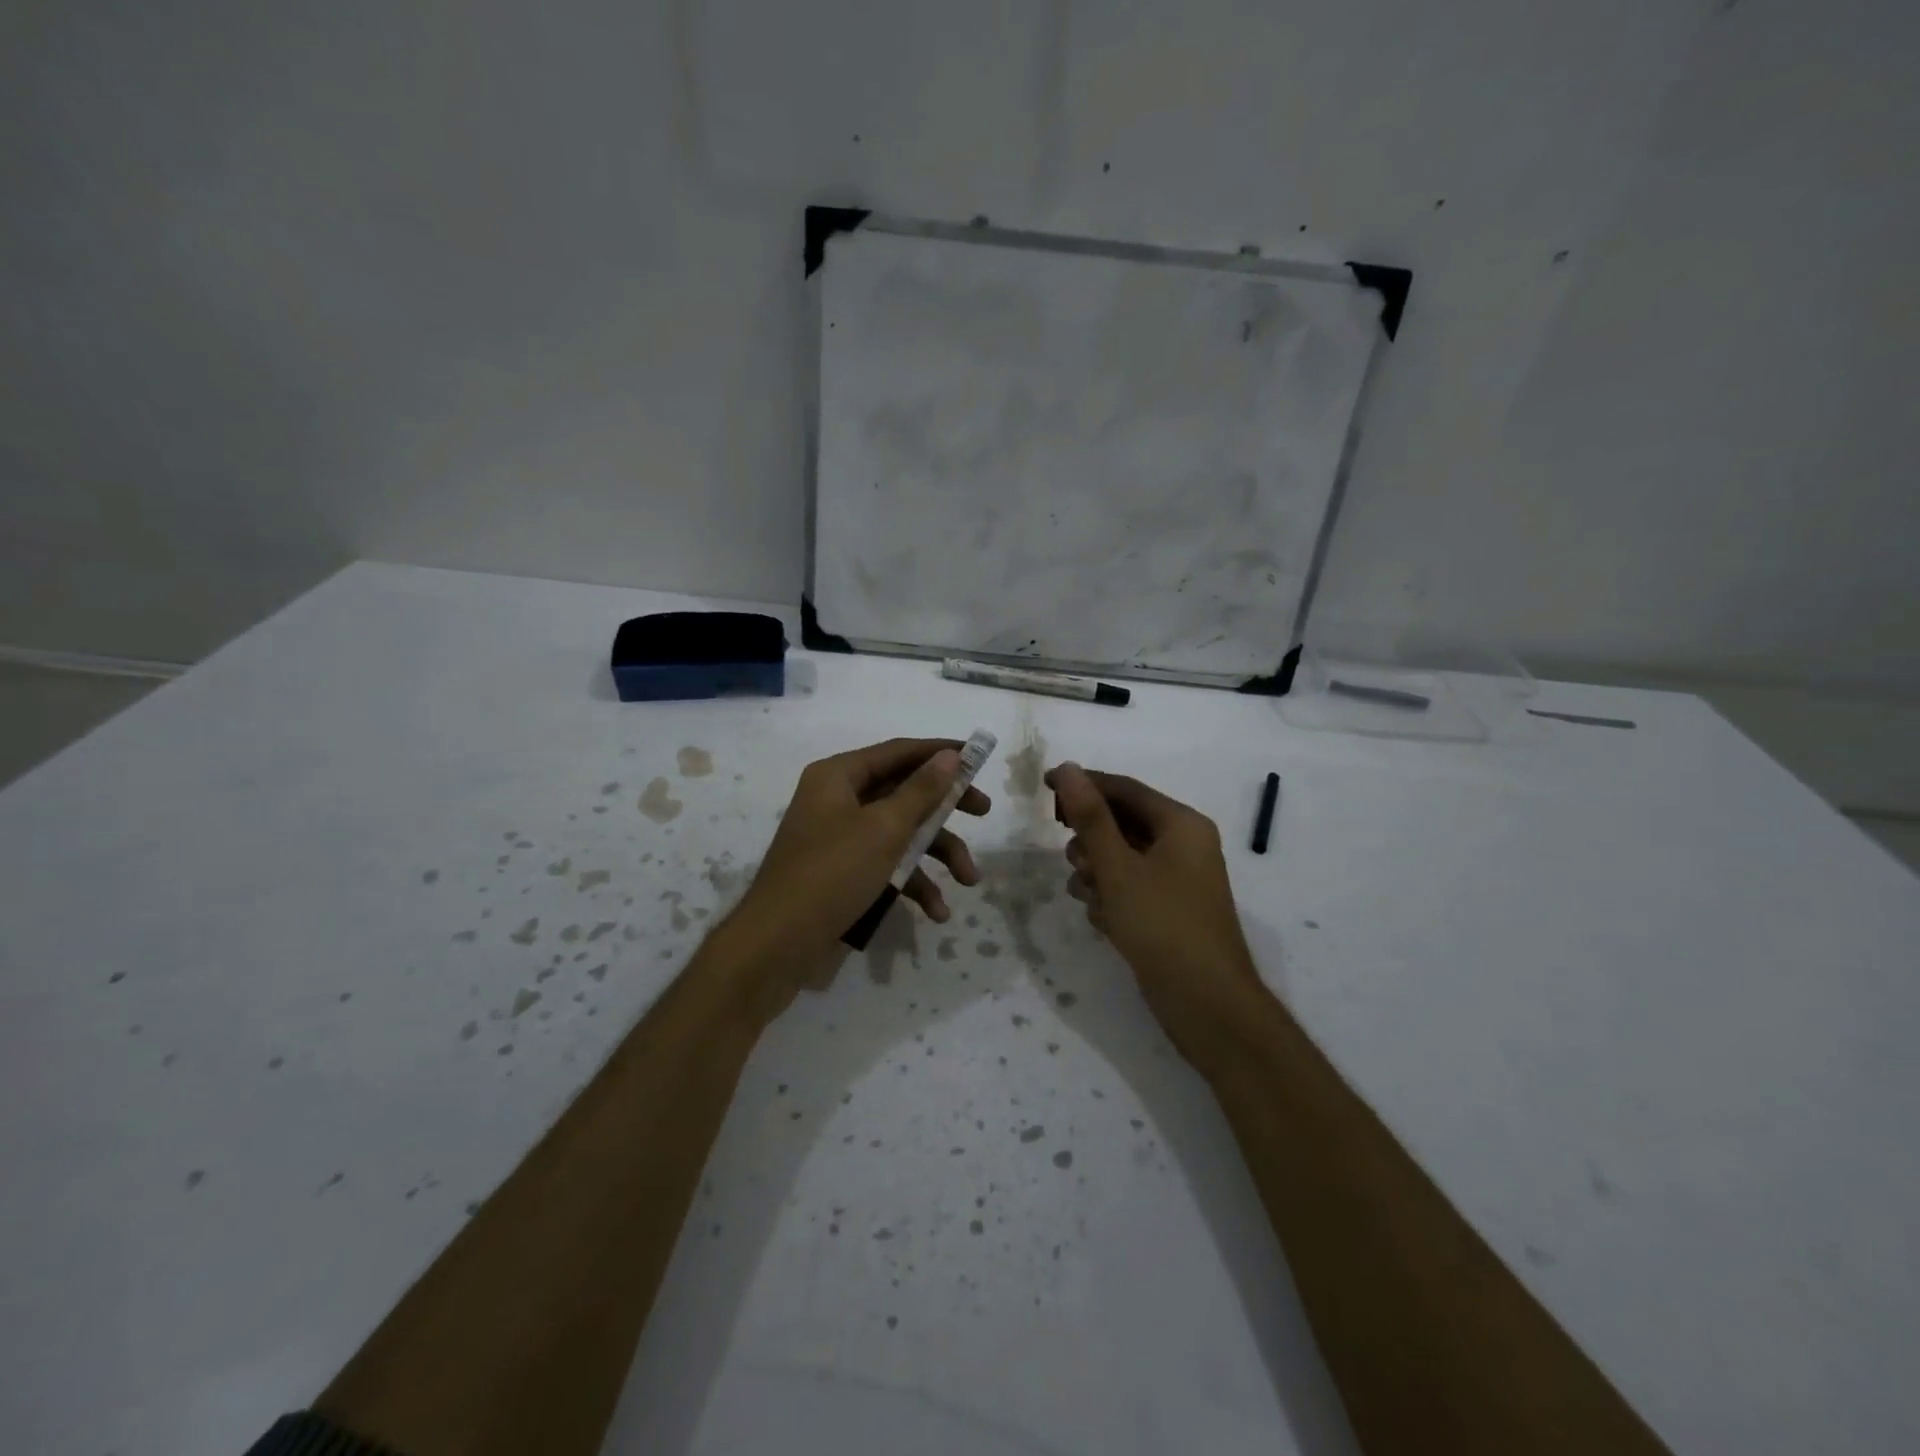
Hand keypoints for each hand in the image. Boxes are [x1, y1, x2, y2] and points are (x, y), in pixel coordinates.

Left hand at [720, 739, 989, 1009]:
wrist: (776, 947)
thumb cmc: (832, 874)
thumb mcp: (884, 829)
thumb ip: (921, 791)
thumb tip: (949, 756)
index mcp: (838, 776)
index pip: (899, 751)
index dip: (941, 753)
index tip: (978, 758)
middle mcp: (837, 799)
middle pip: (903, 792)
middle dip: (945, 808)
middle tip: (984, 812)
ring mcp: (838, 837)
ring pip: (899, 832)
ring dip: (936, 855)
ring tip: (969, 880)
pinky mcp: (842, 872)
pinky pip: (885, 864)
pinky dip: (912, 882)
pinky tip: (935, 911)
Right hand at [1045, 763, 1265, 1064]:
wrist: (1207, 1005)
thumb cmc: (1162, 925)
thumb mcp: (1118, 868)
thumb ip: (1091, 817)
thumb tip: (1068, 768)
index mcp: (1181, 824)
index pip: (1124, 788)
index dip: (1083, 784)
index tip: (1043, 786)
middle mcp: (1183, 845)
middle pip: (1121, 823)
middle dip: (1090, 840)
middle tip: (1074, 861)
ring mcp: (1178, 879)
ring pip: (1121, 857)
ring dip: (1097, 872)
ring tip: (1090, 896)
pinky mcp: (1169, 909)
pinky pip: (1129, 886)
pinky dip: (1111, 896)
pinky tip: (1105, 920)